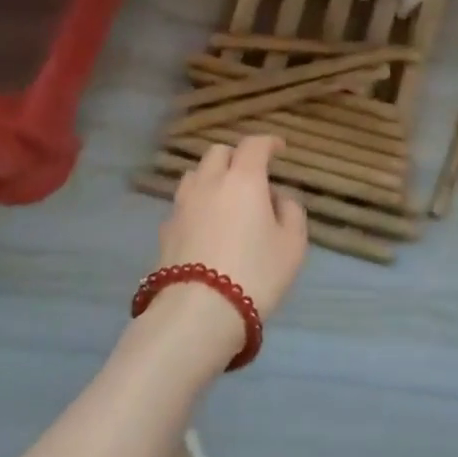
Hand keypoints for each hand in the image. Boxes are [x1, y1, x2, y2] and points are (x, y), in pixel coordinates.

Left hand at [152, 136, 308, 356]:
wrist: (197, 314)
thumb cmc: (255, 274)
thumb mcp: (292, 246)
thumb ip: (291, 213)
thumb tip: (279, 198)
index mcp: (243, 179)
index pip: (254, 145)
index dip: (268, 142)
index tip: (279, 149)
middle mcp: (210, 183)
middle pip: (218, 152)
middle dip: (236, 156)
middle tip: (251, 174)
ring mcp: (183, 205)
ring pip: (195, 174)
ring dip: (211, 177)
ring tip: (224, 197)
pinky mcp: (165, 231)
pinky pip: (183, 204)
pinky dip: (196, 205)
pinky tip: (204, 225)